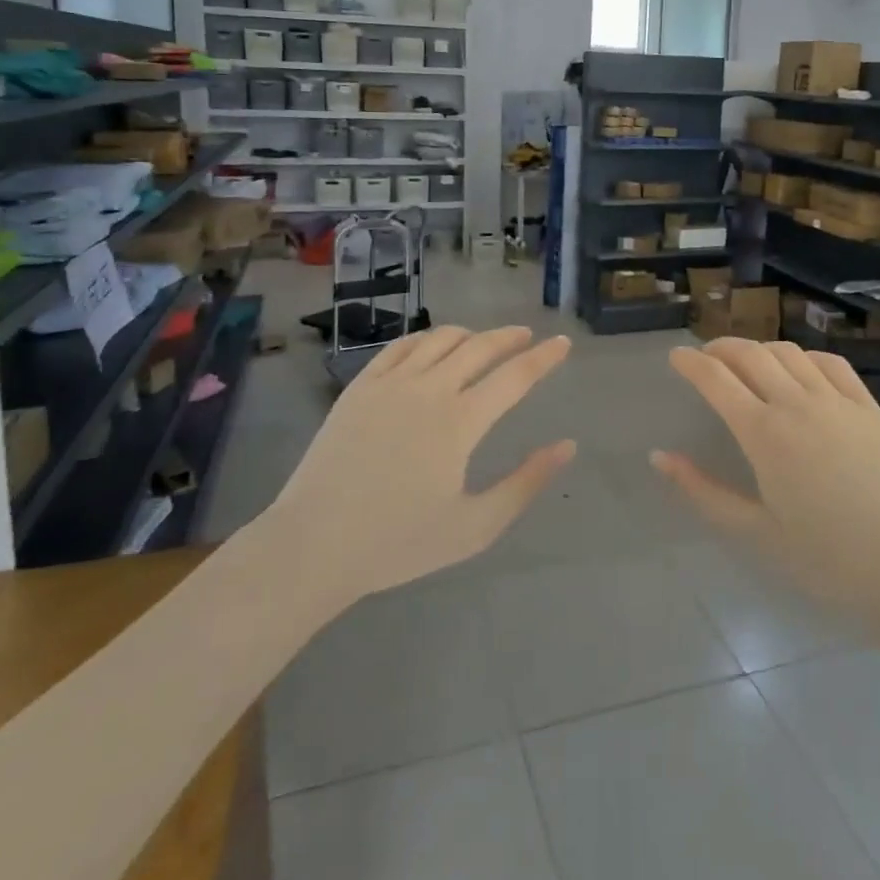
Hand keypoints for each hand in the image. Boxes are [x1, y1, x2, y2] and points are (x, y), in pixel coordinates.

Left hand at [268, 326, 573, 600]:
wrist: (313, 545)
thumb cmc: (398, 542)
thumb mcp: (475, 526)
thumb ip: (525, 484)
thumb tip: (567, 446)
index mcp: (460, 422)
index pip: (515, 376)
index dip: (544, 358)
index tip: (563, 343)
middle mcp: (429, 390)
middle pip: (479, 347)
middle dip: (509, 337)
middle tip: (527, 335)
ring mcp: (390, 384)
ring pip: (439, 339)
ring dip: (470, 334)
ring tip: (483, 340)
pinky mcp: (359, 387)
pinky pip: (399, 347)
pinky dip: (425, 339)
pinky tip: (432, 346)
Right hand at [654, 339, 879, 626]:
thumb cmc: (825, 558)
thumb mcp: (754, 530)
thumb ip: (703, 491)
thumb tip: (660, 457)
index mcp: (764, 434)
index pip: (716, 379)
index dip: (690, 362)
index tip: (675, 356)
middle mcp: (797, 404)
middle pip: (749, 354)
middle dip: (720, 348)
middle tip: (706, 358)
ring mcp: (837, 400)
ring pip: (788, 353)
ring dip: (759, 349)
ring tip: (747, 363)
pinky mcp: (868, 406)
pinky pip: (830, 363)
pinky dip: (804, 357)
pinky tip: (799, 369)